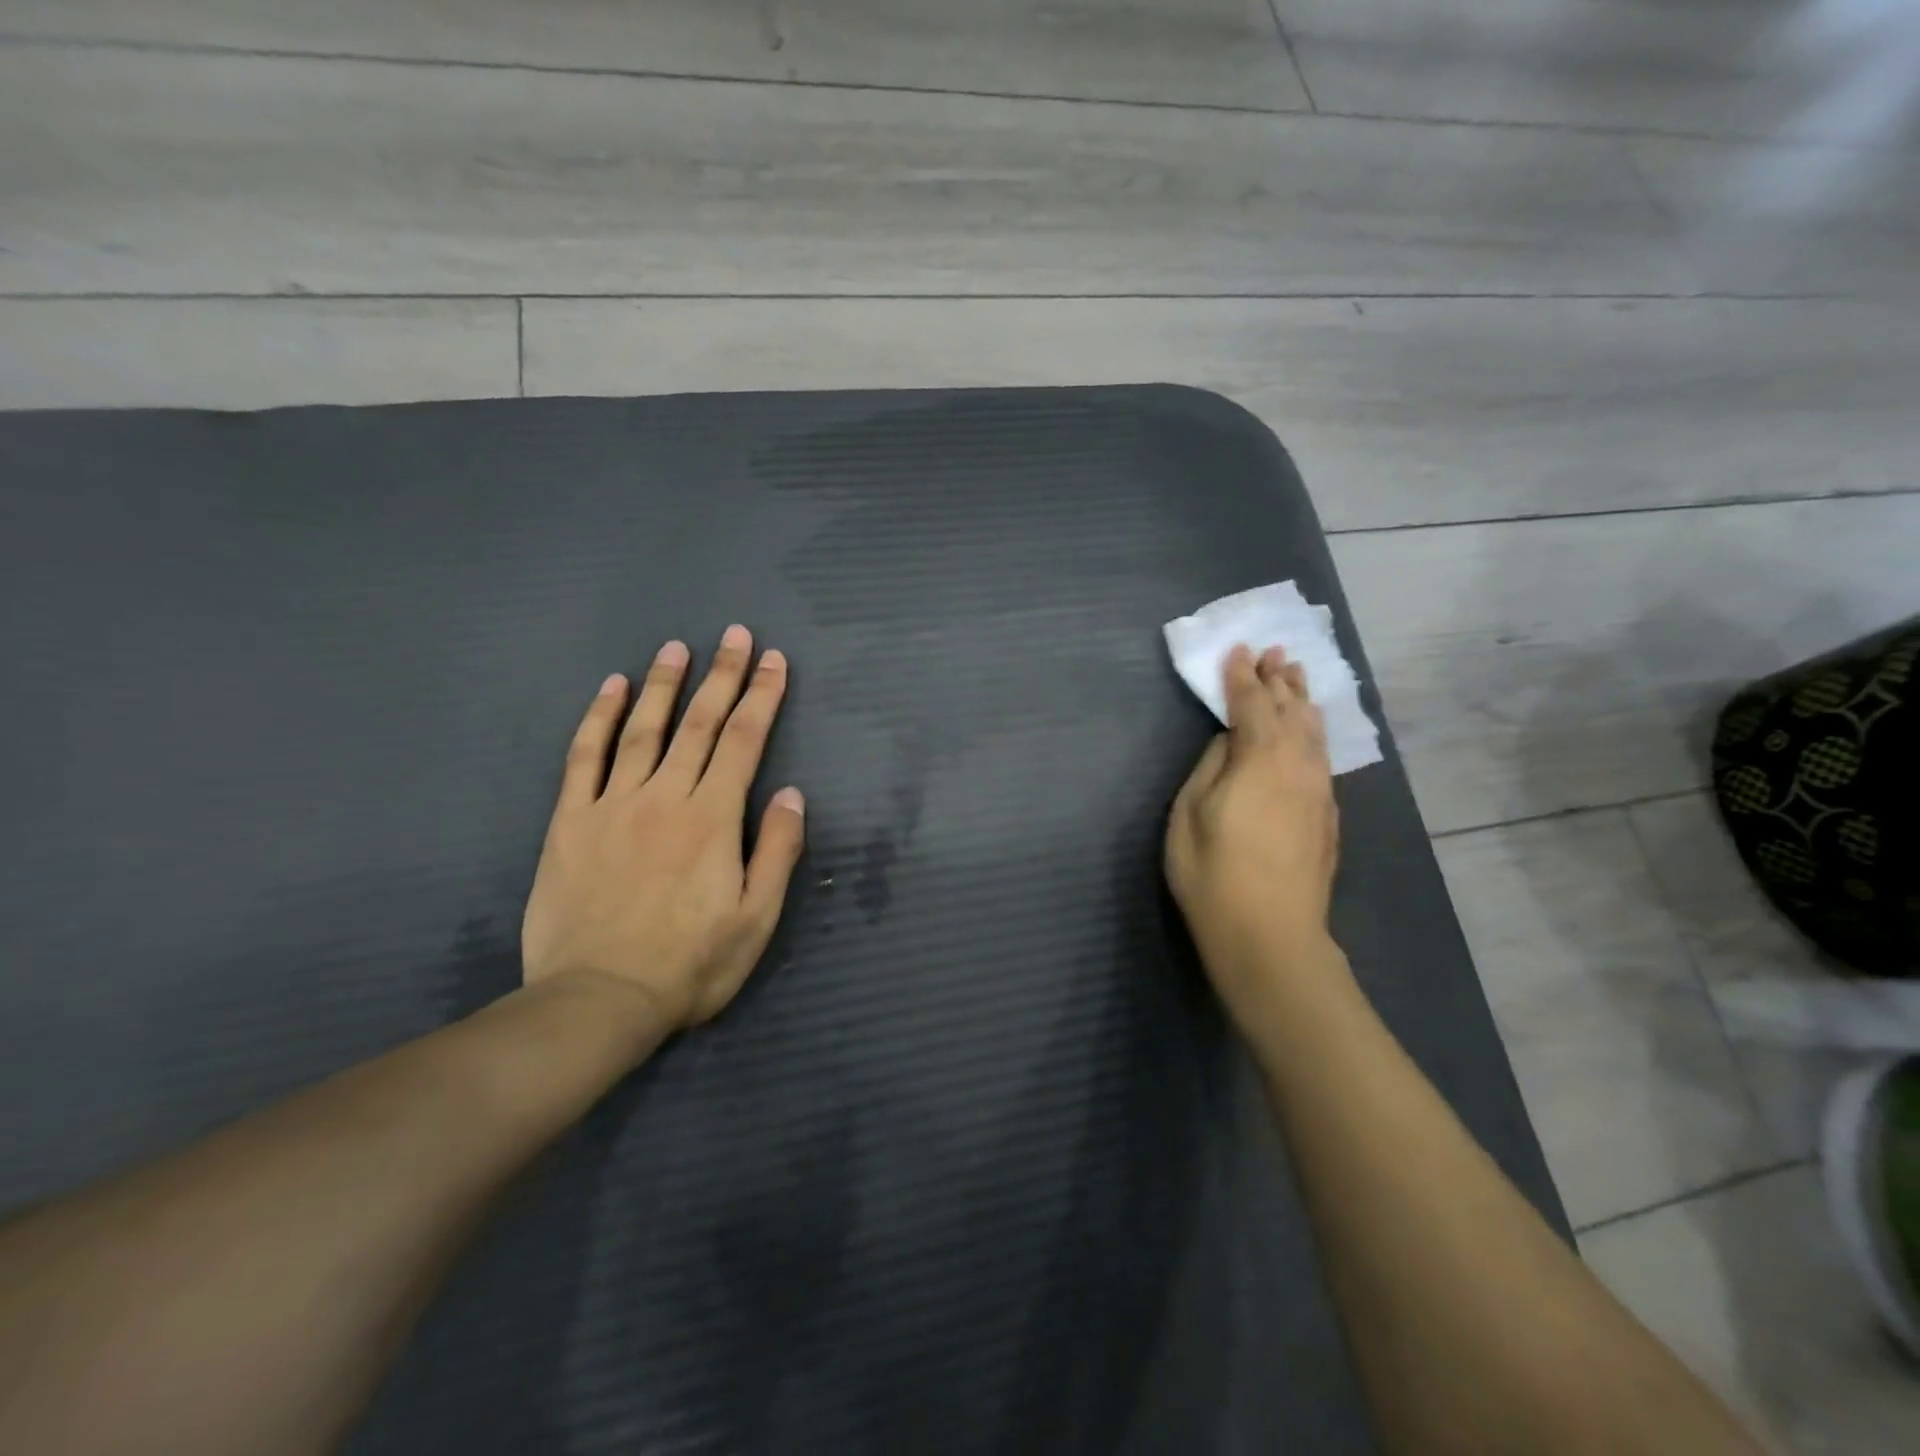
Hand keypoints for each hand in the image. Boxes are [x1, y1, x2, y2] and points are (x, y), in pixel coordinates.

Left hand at [521, 626, 805, 1030]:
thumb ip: (777, 850)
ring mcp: (613, 805)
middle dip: (722, 675)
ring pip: (643, 729)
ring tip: (678, 647)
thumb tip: (790, 793)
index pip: (744, 742)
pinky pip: (585, 757)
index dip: (762, 697)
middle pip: (700, 724)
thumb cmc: (690, 964)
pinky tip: (611, 688)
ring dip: (665, 684)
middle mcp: (665, 797)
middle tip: (735, 634)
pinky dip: (599, 718)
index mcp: (713, 819)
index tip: (774, 661)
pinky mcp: (571, 821)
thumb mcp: (757, 918)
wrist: (597, 1000)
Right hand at [1165, 644, 1341, 1027]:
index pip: (1251, 704)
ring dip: (1302, 701)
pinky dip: (1313, 733)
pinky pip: (1322, 756)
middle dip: (1280, 680)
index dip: (1241, 677)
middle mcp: (1298, 765)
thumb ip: (1211, 767)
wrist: (1271, 935)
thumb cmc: (1213, 874)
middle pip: (1291, 711)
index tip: (1237, 651)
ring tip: (1297, 678)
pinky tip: (1310, 732)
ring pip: (1313, 732)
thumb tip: (1230, 741)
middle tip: (1275, 653)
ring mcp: (1319, 791)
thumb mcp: (1189, 814)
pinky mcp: (1327, 815)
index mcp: (1260, 758)